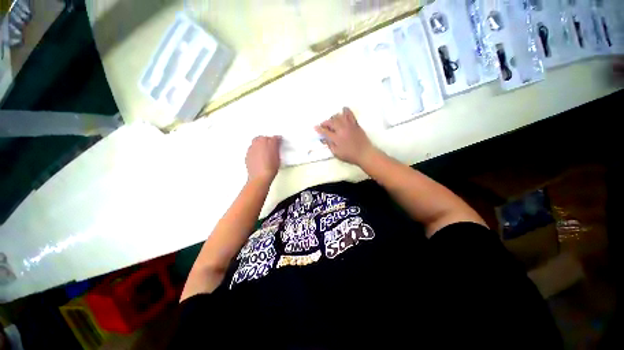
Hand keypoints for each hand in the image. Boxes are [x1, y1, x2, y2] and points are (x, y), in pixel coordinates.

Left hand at [246, 136, 280, 182]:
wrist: (260, 177)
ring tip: (264, 149)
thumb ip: (277, 149)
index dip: (277, 139)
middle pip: (263, 137)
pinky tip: (259, 155)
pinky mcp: (247, 155)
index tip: (279, 140)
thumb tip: (276, 145)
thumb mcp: (278, 158)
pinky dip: (255, 150)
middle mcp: (258, 144)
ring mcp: (252, 149)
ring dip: (260, 143)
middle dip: (267, 139)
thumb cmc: (269, 169)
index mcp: (268, 143)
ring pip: (255, 142)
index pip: (274, 138)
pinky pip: (251, 149)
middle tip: (271, 143)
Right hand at [315, 107, 375, 165]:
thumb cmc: (350, 155)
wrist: (364, 153)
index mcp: (336, 138)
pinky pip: (350, 114)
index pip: (325, 131)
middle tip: (323, 125)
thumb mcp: (336, 153)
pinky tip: (343, 110)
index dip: (319, 129)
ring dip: (333, 118)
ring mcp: (349, 126)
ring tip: (332, 121)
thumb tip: (324, 138)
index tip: (315, 127)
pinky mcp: (355, 124)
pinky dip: (346, 111)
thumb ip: (329, 145)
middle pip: (331, 122)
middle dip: (325, 123)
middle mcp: (342, 130)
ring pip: (339, 116)